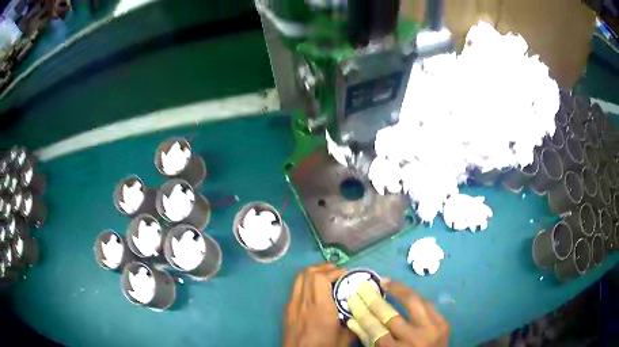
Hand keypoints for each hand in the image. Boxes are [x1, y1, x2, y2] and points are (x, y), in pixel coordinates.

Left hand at [284, 263, 354, 346]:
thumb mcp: (345, 338)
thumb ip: (354, 322)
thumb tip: (361, 309)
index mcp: (319, 309)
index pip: (320, 279)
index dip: (334, 271)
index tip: (346, 274)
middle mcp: (303, 303)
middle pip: (307, 273)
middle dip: (323, 268)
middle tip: (337, 271)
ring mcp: (292, 305)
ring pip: (299, 278)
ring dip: (313, 272)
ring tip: (327, 275)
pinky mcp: (287, 310)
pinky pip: (296, 288)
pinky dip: (306, 282)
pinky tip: (315, 290)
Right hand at [346, 279, 448, 346]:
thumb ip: (369, 341)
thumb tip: (353, 321)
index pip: (374, 328)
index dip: (362, 312)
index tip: (353, 299)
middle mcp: (414, 339)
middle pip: (390, 315)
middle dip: (373, 299)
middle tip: (363, 286)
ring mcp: (432, 329)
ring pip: (413, 302)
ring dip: (398, 289)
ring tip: (385, 281)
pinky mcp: (443, 323)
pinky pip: (427, 304)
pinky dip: (414, 297)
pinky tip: (404, 291)